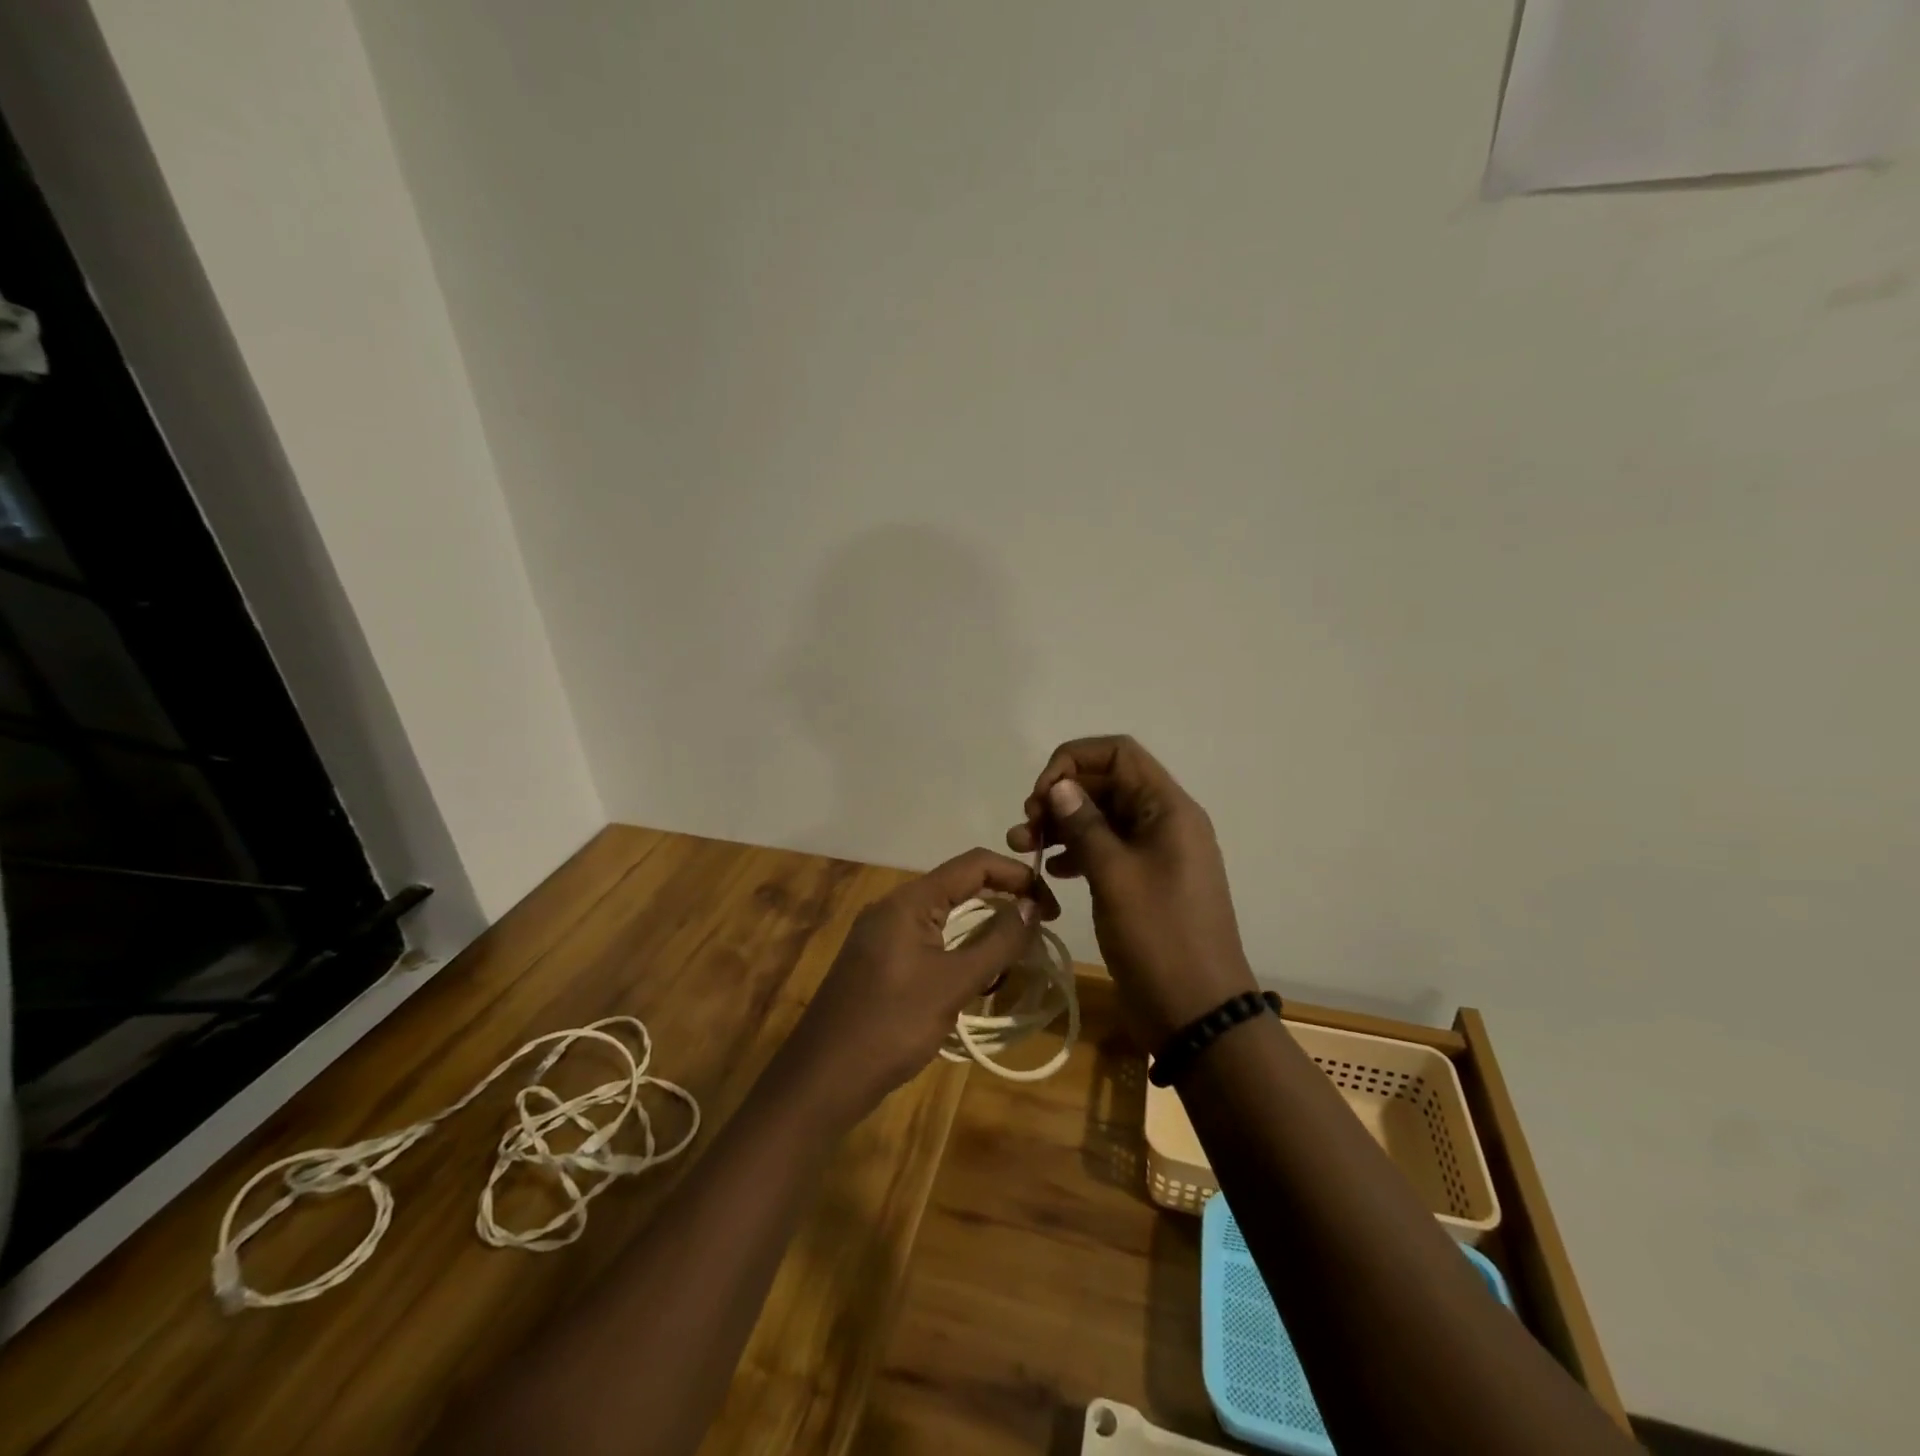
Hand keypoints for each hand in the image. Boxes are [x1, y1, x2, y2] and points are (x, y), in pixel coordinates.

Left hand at [785, 848, 1058, 1123]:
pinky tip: (978, 975)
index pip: (973, 864)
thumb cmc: (890, 1025)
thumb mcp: (952, 984)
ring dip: (983, 928)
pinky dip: (960, 949)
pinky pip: (930, 940)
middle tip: (1040, 927)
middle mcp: (894, 907)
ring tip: (1016, 954)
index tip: (1050, 905)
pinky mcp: (880, 962)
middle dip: (1003, 901)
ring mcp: (883, 934)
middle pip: (959, 886)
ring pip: (945, 915)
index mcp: (909, 901)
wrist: (822, 1079)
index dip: (1016, 875)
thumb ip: (996, 943)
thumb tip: (1030, 906)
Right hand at [1007, 736, 1256, 1051]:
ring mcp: (1155, 853)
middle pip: (1107, 784)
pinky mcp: (1144, 882)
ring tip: (1024, 847)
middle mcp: (1164, 822)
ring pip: (1102, 818)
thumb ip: (1085, 824)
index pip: (1119, 753)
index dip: (1074, 761)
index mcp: (1168, 809)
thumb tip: (1059, 785)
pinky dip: (1076, 852)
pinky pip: (1106, 849)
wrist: (1197, 1013)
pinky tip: (1050, 871)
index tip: (1041, 794)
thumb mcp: (1115, 876)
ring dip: (1062, 825)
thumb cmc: (1159, 937)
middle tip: (1026, 827)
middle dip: (1061, 796)